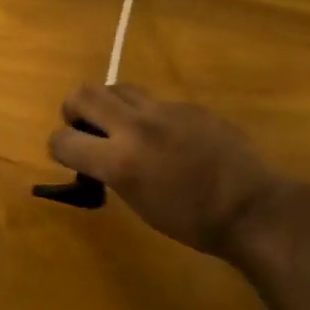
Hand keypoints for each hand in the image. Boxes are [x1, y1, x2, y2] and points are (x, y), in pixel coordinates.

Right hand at [48, 84, 286, 255]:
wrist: (250, 207)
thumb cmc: (192, 222)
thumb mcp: (138, 202)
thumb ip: (111, 172)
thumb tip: (98, 157)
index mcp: (119, 161)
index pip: (63, 140)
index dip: (59, 147)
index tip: (68, 156)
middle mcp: (135, 126)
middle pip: (84, 94)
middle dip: (74, 110)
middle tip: (86, 129)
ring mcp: (164, 110)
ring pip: (117, 87)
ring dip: (108, 104)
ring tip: (121, 126)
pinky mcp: (187, 105)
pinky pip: (152, 99)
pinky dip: (145, 113)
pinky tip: (164, 136)